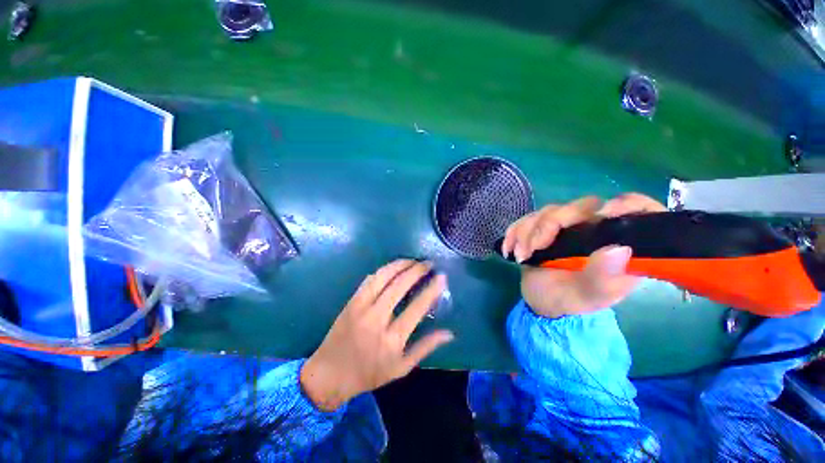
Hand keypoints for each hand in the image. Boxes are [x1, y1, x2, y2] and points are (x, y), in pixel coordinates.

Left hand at [300, 260, 452, 410]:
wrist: (330, 374)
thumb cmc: (369, 374)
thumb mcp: (402, 368)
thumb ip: (425, 347)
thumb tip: (449, 333)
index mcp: (392, 339)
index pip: (417, 307)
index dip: (431, 289)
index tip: (441, 276)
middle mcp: (376, 319)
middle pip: (399, 286)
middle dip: (417, 270)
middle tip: (428, 263)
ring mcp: (361, 307)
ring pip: (383, 277)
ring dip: (400, 265)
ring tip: (413, 260)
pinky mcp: (351, 301)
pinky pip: (369, 280)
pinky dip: (383, 270)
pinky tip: (393, 267)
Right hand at [501, 193, 665, 317]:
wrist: (541, 302)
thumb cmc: (569, 302)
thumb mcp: (588, 297)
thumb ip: (603, 277)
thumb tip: (619, 248)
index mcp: (616, 244)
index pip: (635, 209)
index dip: (626, 203)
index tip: (602, 215)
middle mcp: (593, 230)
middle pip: (579, 207)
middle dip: (549, 224)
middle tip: (534, 248)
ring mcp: (565, 227)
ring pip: (547, 211)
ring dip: (527, 232)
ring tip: (520, 256)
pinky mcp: (542, 228)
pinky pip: (526, 219)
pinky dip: (514, 232)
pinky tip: (509, 249)